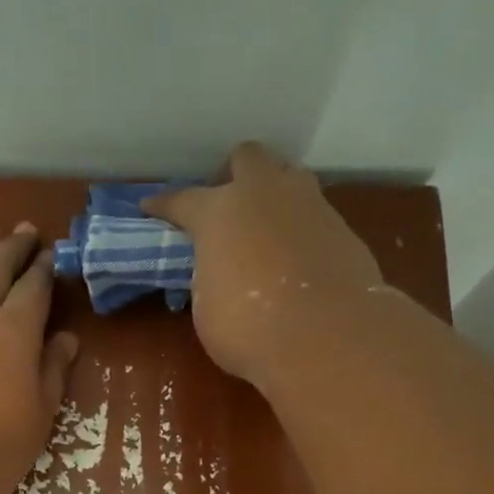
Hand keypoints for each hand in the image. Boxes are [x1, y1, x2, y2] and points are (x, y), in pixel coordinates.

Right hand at [145, 142, 382, 387]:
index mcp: (219, 212)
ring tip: (265, 227)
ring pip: (290, 177)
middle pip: (248, 158)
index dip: (164, 205)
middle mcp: (264, 195)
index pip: (183, 200)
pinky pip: (314, 215)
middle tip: (227, 204)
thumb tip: (221, 273)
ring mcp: (310, 206)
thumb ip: (211, 277)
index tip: (150, 206)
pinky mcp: (342, 229)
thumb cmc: (248, 327)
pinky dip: (301, 229)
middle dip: (234, 174)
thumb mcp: (208, 306)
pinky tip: (296, 258)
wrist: (324, 336)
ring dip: (274, 194)